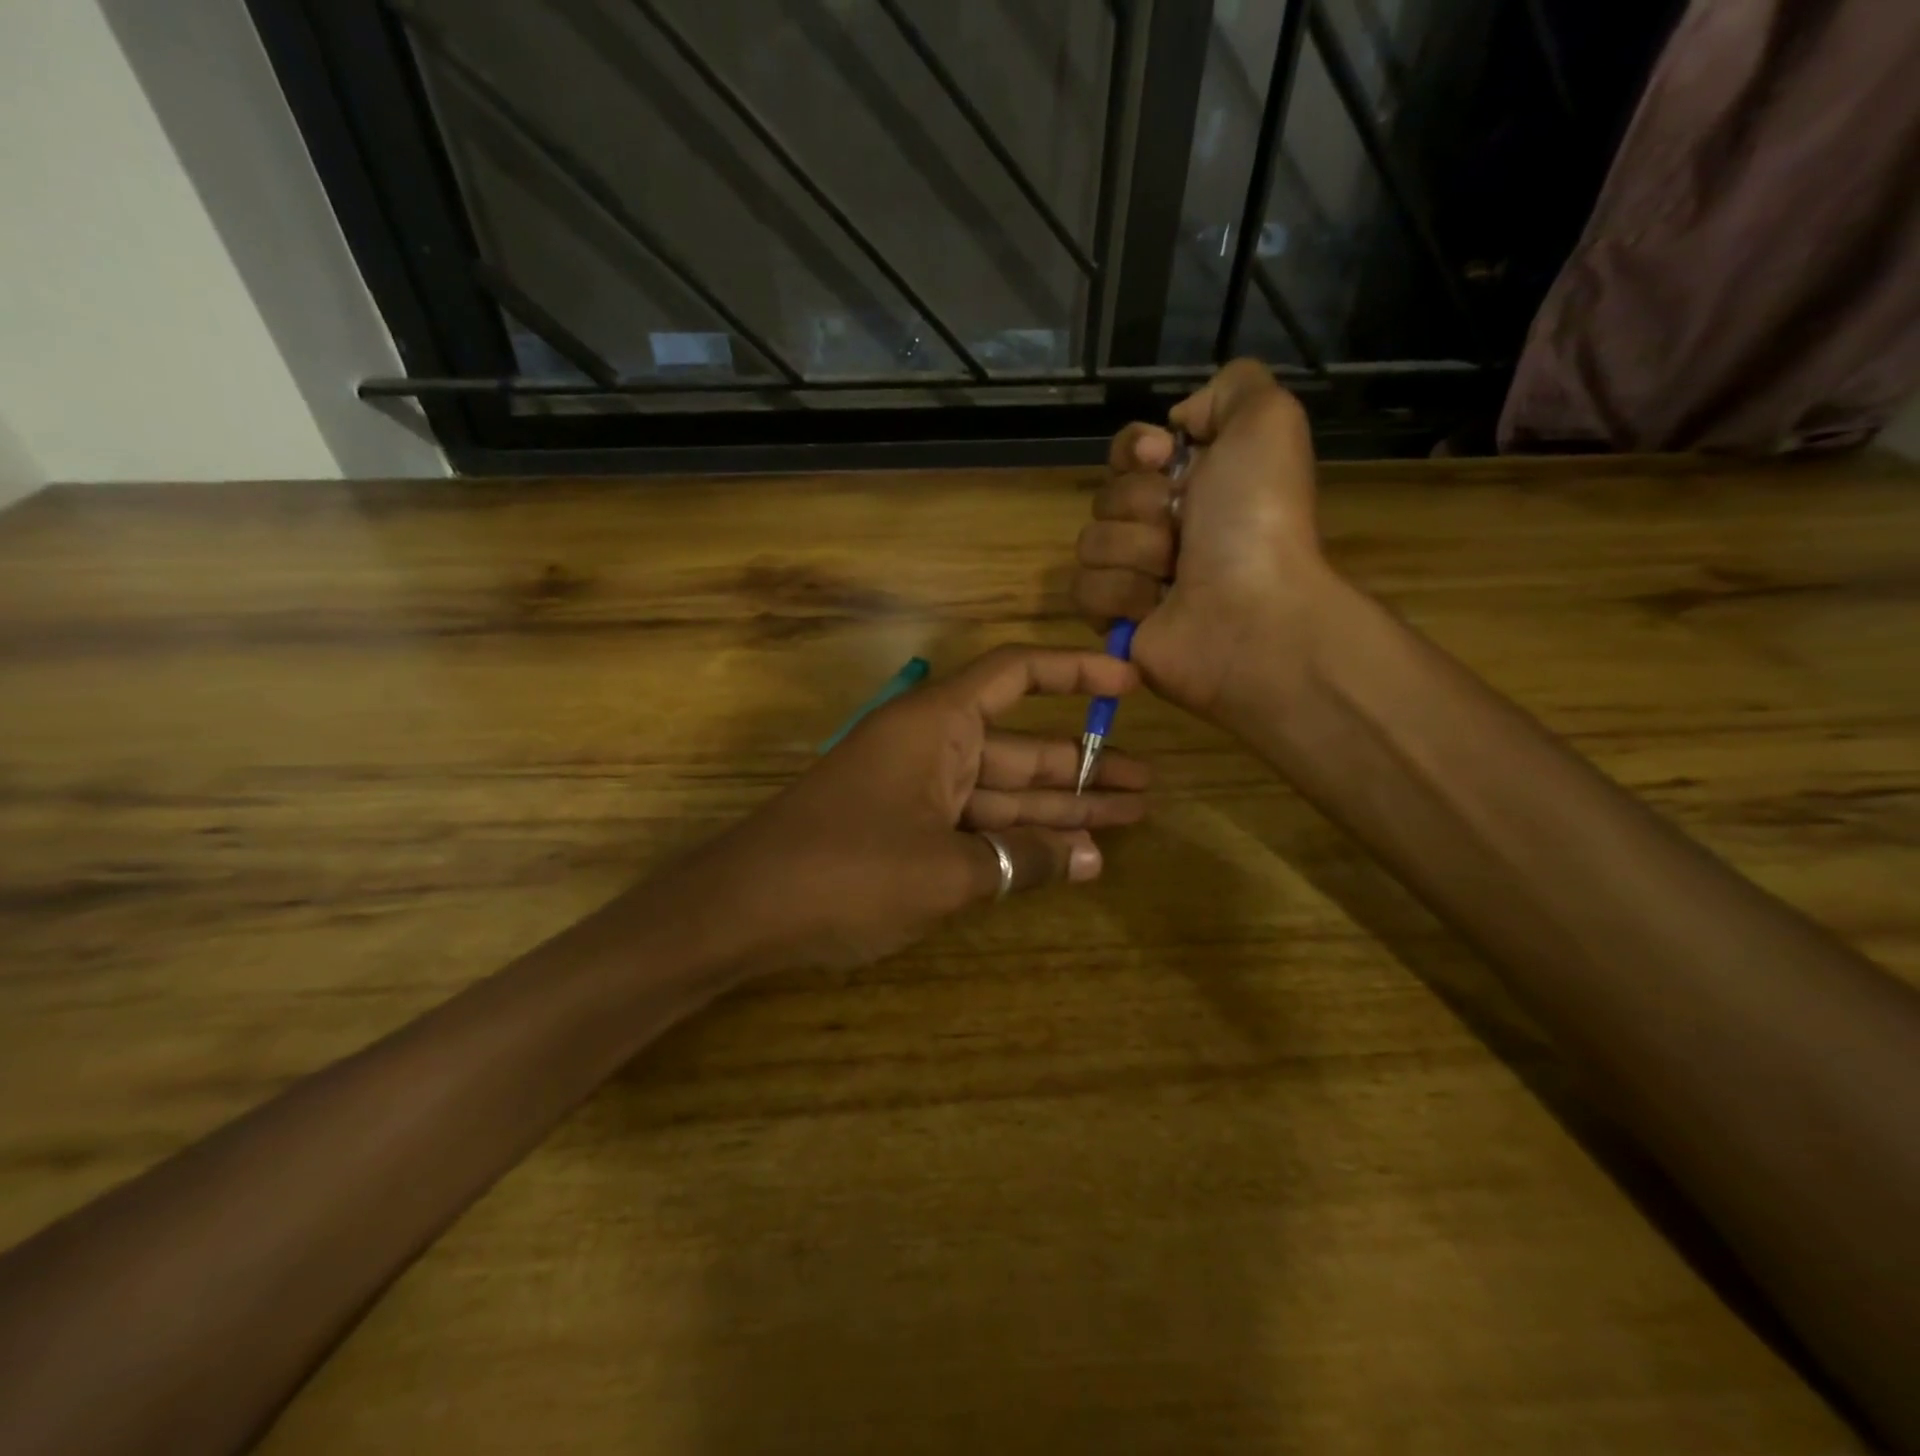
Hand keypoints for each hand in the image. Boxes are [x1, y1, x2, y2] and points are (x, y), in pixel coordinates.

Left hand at [687, 646, 1149, 971]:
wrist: (743, 910)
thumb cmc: (846, 870)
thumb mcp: (947, 870)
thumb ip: (1021, 860)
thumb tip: (1089, 860)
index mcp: (937, 723)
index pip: (1016, 674)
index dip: (1075, 673)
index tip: (1128, 687)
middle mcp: (931, 746)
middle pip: (1020, 746)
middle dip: (1082, 768)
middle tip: (1146, 787)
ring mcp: (917, 792)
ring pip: (1002, 792)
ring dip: (1059, 810)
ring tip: (1127, 821)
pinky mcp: (905, 831)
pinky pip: (975, 826)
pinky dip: (1016, 842)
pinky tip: (1067, 861)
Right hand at [1071, 359, 1333, 724]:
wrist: (1251, 614)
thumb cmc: (1257, 520)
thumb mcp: (1268, 422)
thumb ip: (1232, 388)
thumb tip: (1179, 422)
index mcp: (1196, 483)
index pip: (1128, 452)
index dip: (1134, 450)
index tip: (1160, 456)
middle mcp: (1165, 527)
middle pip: (1106, 495)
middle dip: (1141, 507)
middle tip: (1184, 529)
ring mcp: (1137, 576)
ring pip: (1090, 542)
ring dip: (1134, 553)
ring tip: (1174, 575)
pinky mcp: (1116, 620)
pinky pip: (1083, 589)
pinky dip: (1120, 595)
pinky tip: (1154, 607)